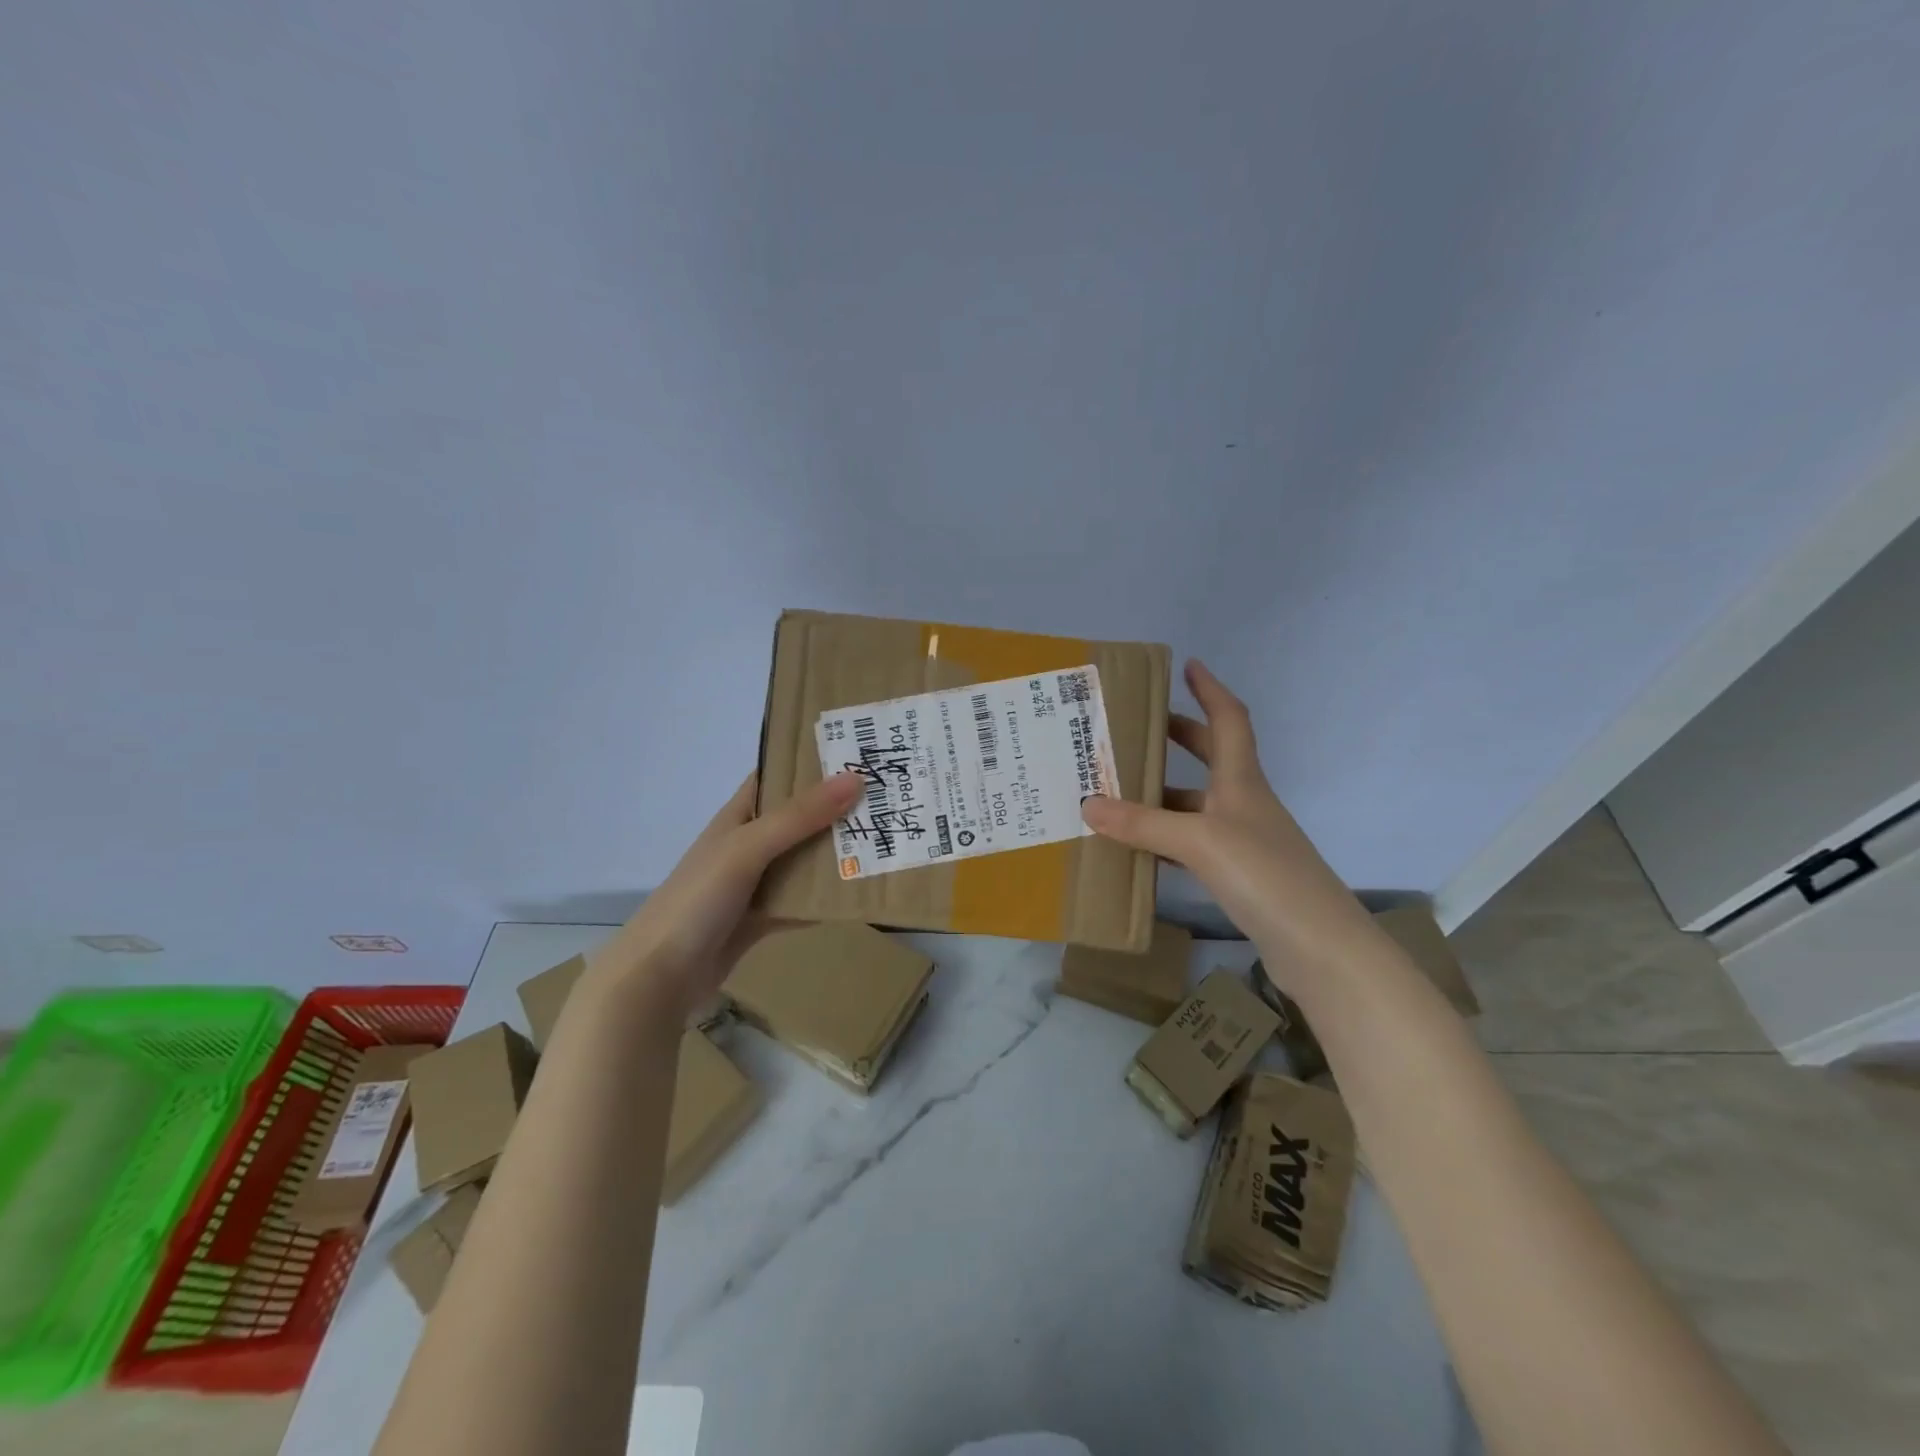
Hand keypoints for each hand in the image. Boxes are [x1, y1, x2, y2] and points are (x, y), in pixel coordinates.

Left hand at [593, 771, 864, 1023]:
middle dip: (835, 810)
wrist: (659, 976)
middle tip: (885, 800)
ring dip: (834, 855)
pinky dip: (824, 900)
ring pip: (801, 861)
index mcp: (737, 817)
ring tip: (883, 842)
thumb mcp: (748, 848)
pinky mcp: (759, 919)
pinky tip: (858, 897)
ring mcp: (753, 884)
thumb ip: (800, 816)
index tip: (855, 753)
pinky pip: (799, 902)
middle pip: (797, 819)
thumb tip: (855, 779)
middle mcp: (747, 844)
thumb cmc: (698, 899)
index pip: (775, 776)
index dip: (809, 762)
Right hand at [1080, 660, 1373, 974]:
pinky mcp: (1240, 877)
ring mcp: (1244, 842)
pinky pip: (1193, 845)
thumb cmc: (1264, 876)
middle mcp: (1244, 804)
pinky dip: (1165, 840)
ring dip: (1163, 795)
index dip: (1210, 690)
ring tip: (1117, 792)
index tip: (1189, 666)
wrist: (1320, 948)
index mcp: (1241, 782)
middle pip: (1212, 758)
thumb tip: (1087, 805)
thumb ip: (1142, 823)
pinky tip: (1138, 849)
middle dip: (1179, 737)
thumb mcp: (1198, 841)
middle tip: (1138, 728)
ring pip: (1197, 805)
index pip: (1228, 720)